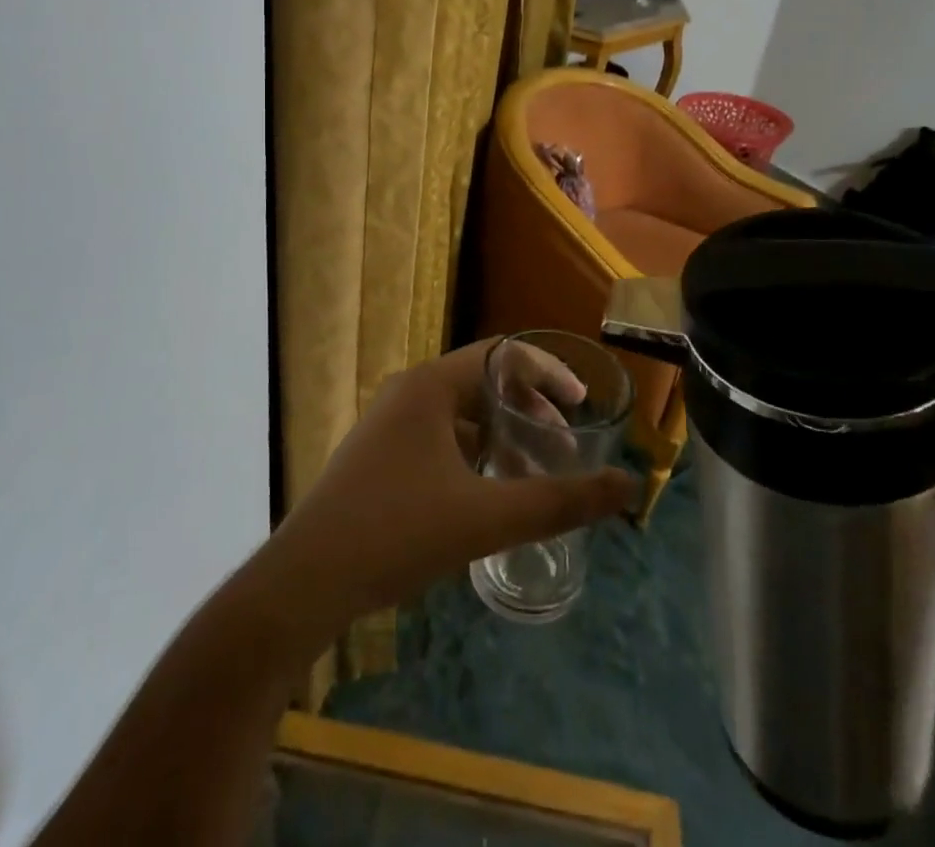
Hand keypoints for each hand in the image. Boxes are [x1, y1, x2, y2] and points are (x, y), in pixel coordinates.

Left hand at [257, 337, 635, 641]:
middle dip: (529, 408)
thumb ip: (560, 502)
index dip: (548, 374)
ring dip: (502, 433)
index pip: (503, 355)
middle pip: (483, 381)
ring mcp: (388, 423)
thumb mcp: (487, 517)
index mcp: (431, 385)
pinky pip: (439, 436)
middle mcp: (409, 392)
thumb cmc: (398, 532)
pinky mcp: (378, 455)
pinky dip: (474, 452)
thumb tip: (628, 489)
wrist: (306, 580)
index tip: (582, 404)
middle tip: (564, 444)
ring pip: (460, 412)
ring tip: (534, 469)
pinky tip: (488, 492)